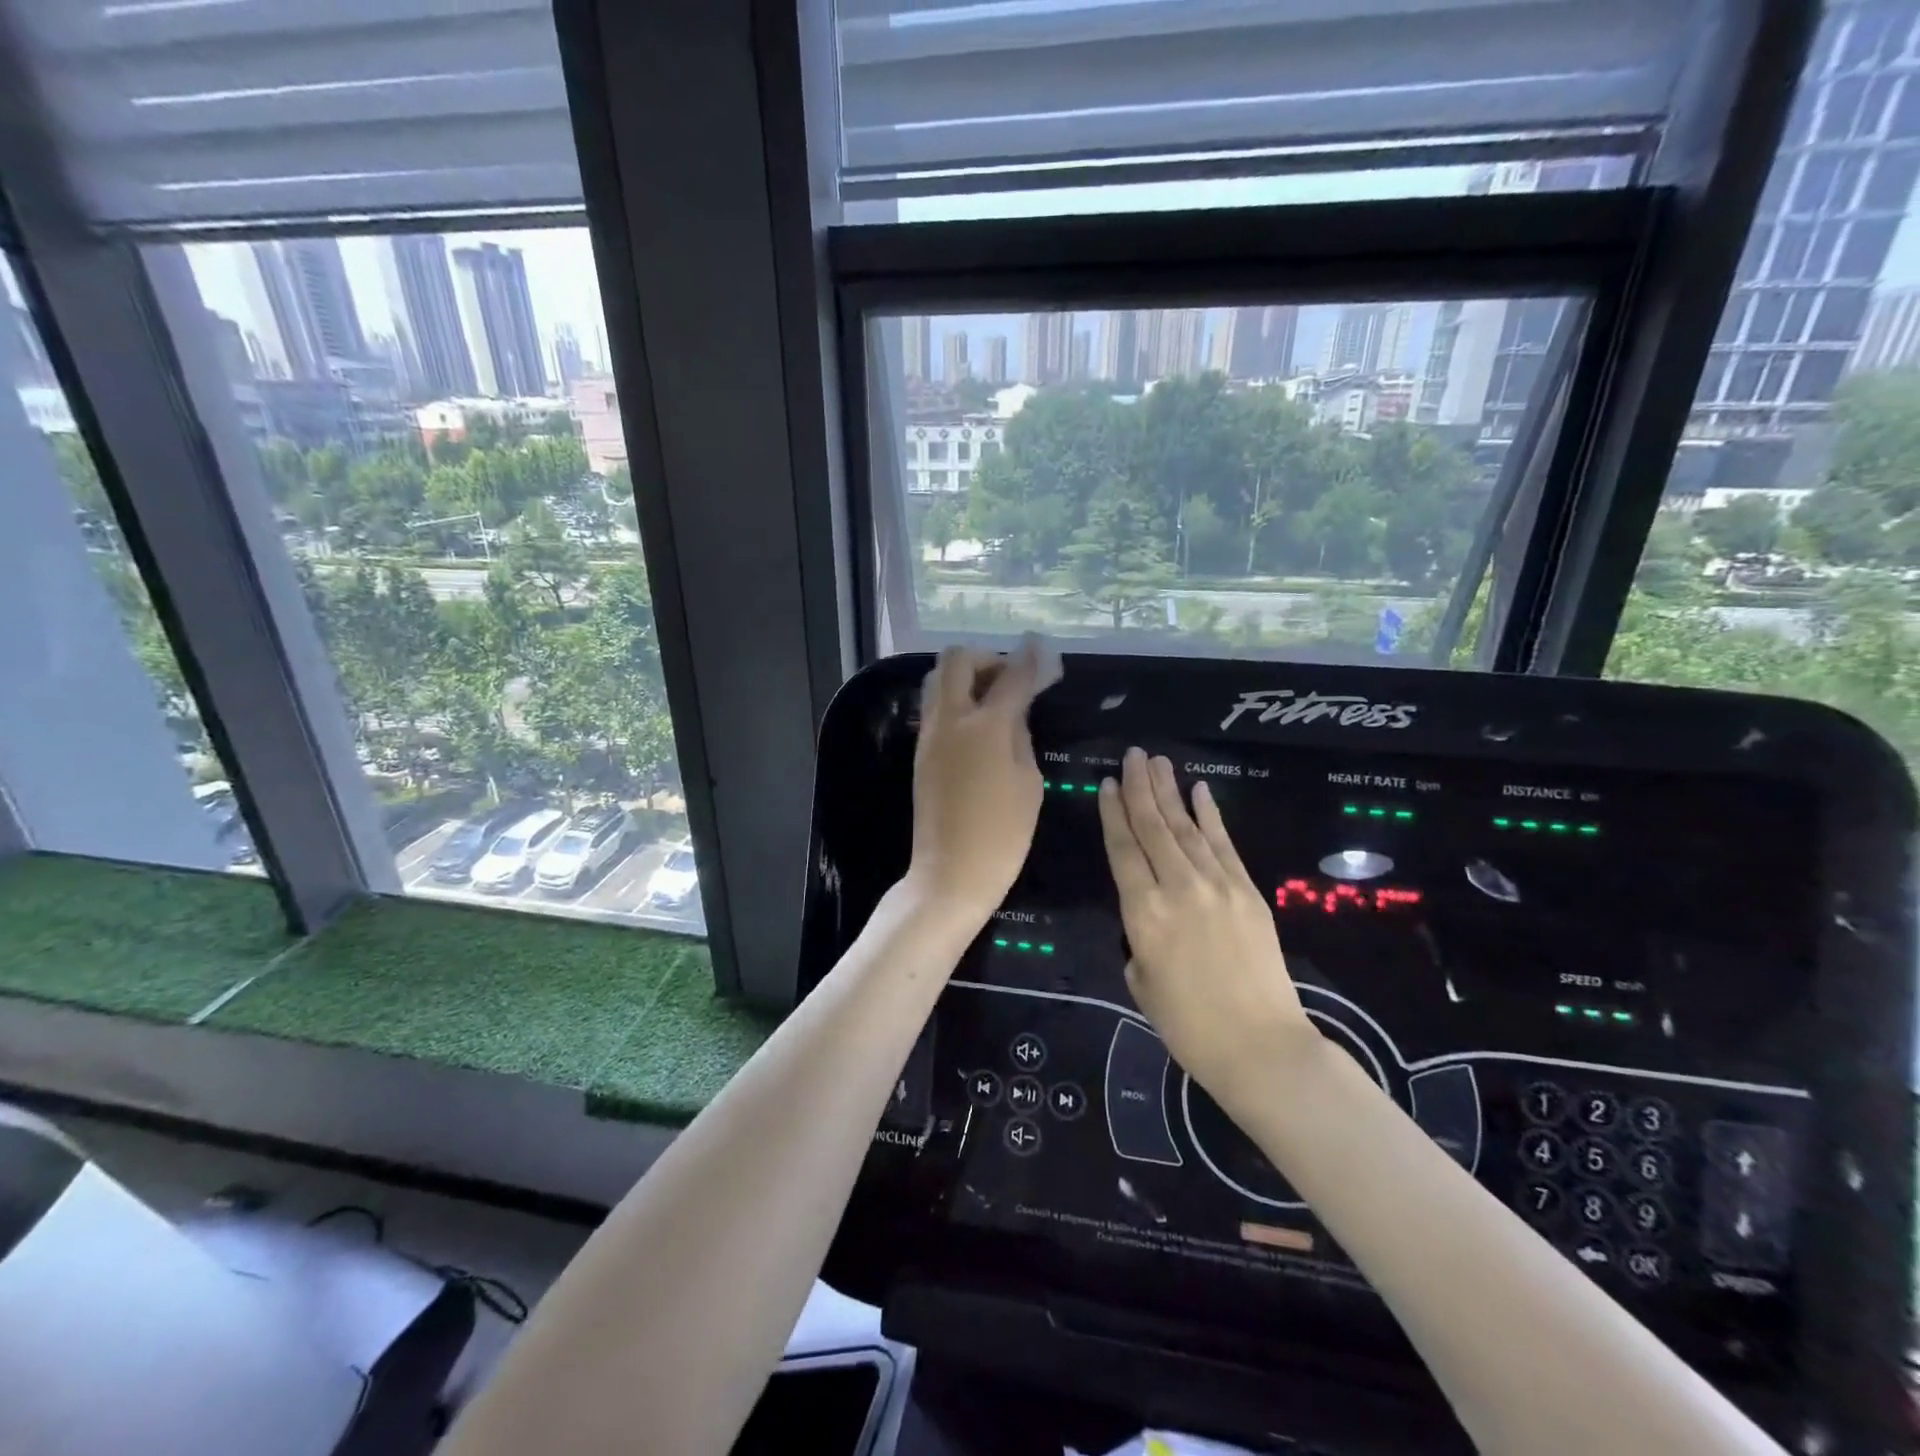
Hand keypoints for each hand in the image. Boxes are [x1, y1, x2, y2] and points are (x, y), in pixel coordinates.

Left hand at [907, 636, 1058, 923]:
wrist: (950, 872)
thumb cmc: (1002, 834)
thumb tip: (1014, 710)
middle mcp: (950, 719)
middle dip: (987, 658)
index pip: (1011, 676)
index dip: (1031, 659)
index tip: (1044, 649)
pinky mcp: (920, 751)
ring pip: (938, 679)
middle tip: (1011, 678)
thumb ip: (1020, 735)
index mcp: (985, 726)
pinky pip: (935, 706)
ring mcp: (929, 734)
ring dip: (966, 676)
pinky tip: (978, 723)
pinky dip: (956, 699)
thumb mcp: (1028, 782)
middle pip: (957, 659)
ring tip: (994, 699)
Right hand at [1098, 748, 1317, 1113]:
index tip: (1108, 783)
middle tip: (1133, 754)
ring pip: (1186, 828)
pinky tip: (1201, 791)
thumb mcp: (1142, 983)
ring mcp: (1217, 885)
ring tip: (1158, 761)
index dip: (1114, 814)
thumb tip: (1150, 920)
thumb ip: (1139, 940)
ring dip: (1171, 792)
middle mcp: (1178, 888)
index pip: (1123, 849)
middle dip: (1141, 787)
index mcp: (1143, 913)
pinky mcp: (1248, 892)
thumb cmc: (1188, 1026)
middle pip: (1153, 827)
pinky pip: (1224, 844)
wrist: (1261, 1046)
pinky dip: (1211, 815)